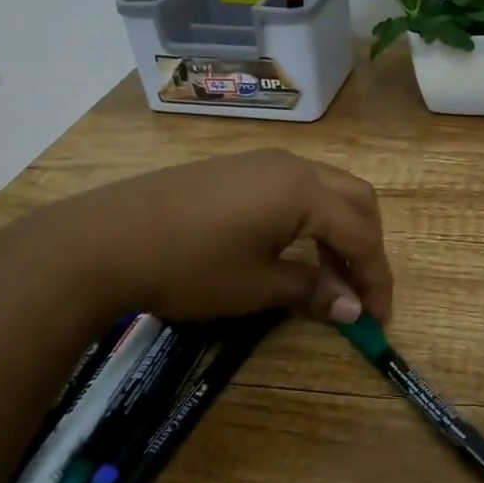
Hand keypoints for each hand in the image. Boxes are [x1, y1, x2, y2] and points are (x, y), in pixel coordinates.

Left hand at [64, 150, 393, 325]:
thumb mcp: (258, 286)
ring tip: (329, 275)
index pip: (362, 234)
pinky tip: (294, 247)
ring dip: (340, 230)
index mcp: (305, 191)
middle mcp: (293, 166)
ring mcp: (262, 162)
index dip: (376, 278)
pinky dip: (311, 218)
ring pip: (326, 189)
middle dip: (367, 246)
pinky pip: (295, 187)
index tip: (379, 320)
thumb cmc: (190, 266)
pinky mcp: (237, 168)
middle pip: (355, 199)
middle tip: (360, 292)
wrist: (104, 239)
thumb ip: (313, 290)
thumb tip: (354, 307)